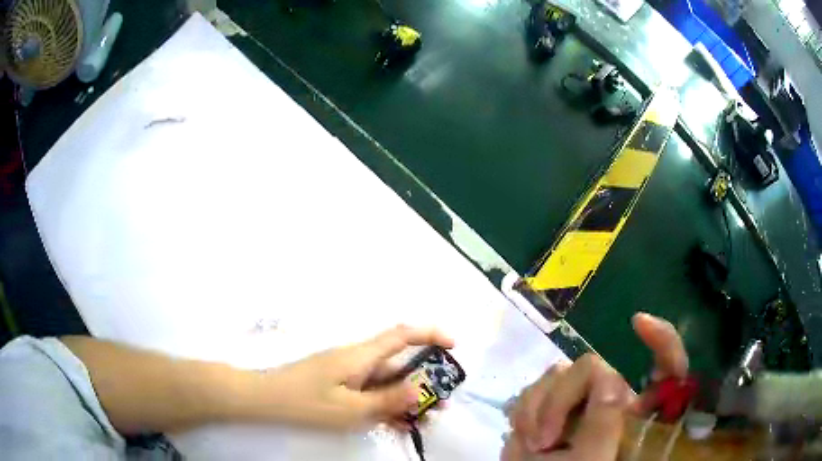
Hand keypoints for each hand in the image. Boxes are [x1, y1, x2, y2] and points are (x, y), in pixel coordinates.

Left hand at [260, 325, 453, 429]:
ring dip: (407, 398)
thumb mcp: (350, 408)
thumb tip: (419, 390)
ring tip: (426, 419)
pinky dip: (387, 406)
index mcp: (362, 356)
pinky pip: (371, 393)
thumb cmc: (306, 401)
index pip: (401, 335)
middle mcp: (359, 360)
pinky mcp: (342, 387)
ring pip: (387, 383)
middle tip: (442, 403)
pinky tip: (399, 424)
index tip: (453, 344)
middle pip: (399, 364)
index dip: (430, 334)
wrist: (266, 399)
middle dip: (424, 381)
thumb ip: (386, 401)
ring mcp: (350, 375)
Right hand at [503, 312, 686, 459]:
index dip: (662, 340)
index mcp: (637, 413)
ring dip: (539, 408)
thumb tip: (606, 376)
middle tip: (547, 440)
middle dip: (562, 398)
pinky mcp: (549, 406)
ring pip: (559, 373)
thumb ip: (604, 424)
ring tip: (535, 444)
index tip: (638, 323)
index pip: (668, 368)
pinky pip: (534, 388)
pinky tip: (525, 436)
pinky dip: (525, 410)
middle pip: (592, 367)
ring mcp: (578, 403)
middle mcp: (611, 400)